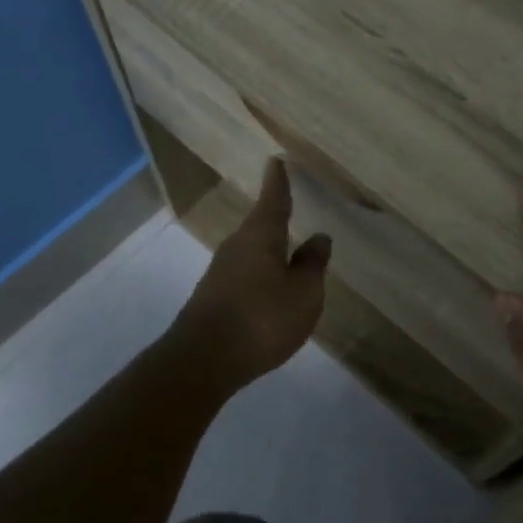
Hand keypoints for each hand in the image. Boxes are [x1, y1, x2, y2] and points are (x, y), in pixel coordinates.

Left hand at [172, 158, 331, 385]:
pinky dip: (260, 272)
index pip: (273, 200)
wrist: (203, 361)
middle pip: (260, 224)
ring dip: (269, 248)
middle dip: (275, 216)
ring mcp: (221, 272)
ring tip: (287, 250)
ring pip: (251, 250)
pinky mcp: (214, 296)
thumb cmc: (261, 319)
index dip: (278, 182)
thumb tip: (319, 238)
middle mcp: (237, 246)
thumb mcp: (303, 294)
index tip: (276, 161)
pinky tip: (270, 288)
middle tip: (289, 205)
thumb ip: (312, 265)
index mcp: (261, 236)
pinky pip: (245, 273)